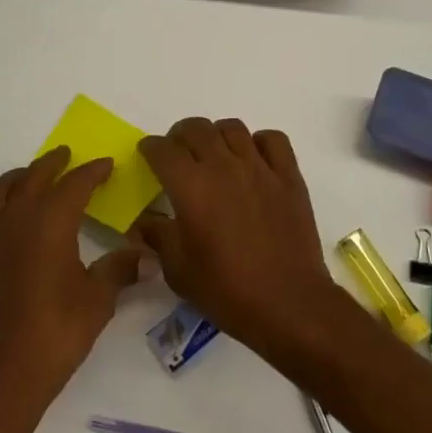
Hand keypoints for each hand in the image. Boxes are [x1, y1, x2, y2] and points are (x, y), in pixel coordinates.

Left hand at [0, 148, 141, 405]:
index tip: (106, 165)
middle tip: (67, 156)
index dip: (93, 171)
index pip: (76, 182)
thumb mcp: (98, 299)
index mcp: (51, 219)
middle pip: (35, 176)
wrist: (4, 374)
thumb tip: (149, 258)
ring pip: (1, 191)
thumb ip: (120, 270)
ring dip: (19, 179)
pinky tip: (4, 228)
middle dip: (54, 163)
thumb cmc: (57, 331)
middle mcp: (17, 217)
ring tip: (31, 178)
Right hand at [134, 118, 343, 362]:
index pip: (163, 149)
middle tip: (178, 154)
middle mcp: (223, 166)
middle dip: (180, 136)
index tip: (148, 154)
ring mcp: (259, 167)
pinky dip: (260, 142)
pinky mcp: (288, 176)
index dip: (150, 147)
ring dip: (217, 135)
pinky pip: (272, 139)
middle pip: (196, 128)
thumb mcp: (178, 270)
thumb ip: (158, 237)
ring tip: (215, 154)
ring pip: (232, 128)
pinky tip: (254, 160)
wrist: (288, 304)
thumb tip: (142, 222)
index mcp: (191, 186)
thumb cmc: (226, 290)